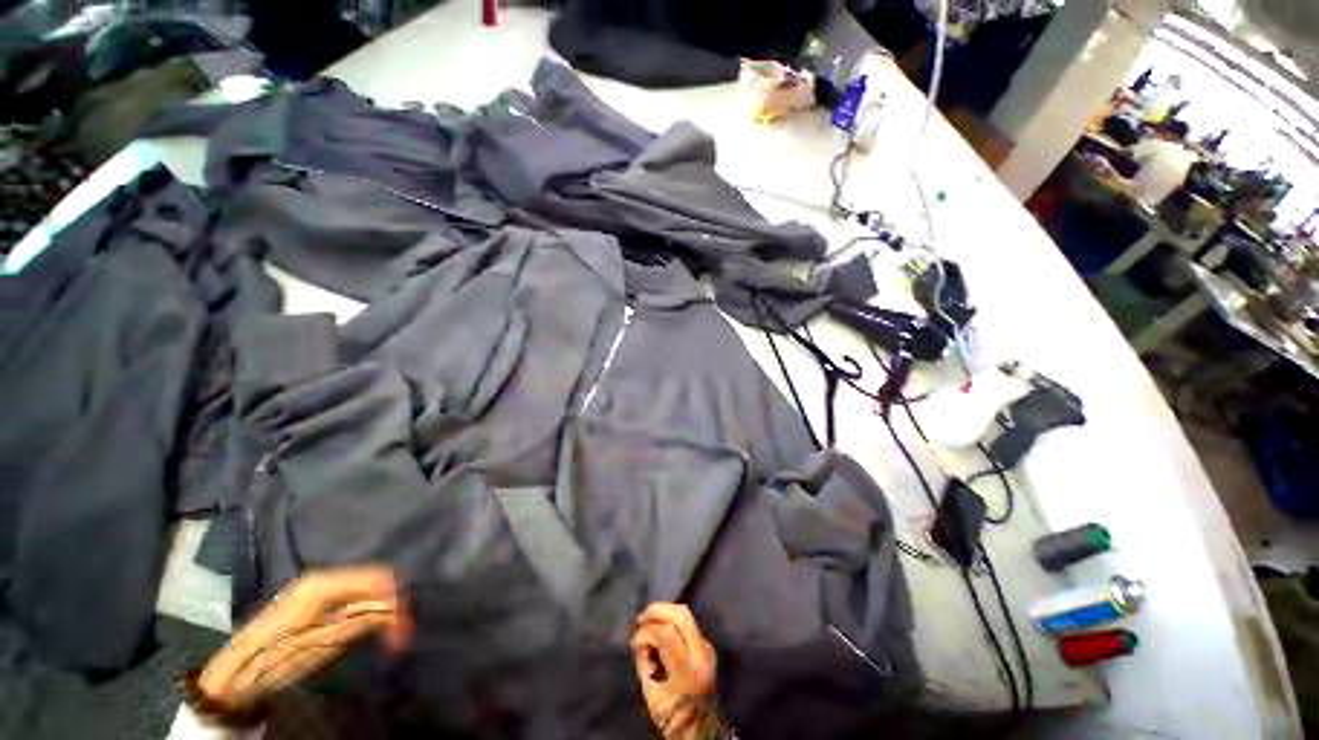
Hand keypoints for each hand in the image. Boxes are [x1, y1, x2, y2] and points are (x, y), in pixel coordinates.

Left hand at [197, 566, 410, 710]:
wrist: (236, 672)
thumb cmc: (277, 660)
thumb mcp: (324, 644)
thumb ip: (362, 620)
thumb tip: (397, 610)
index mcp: (324, 583)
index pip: (377, 578)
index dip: (397, 600)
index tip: (405, 628)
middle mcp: (325, 577)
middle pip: (374, 581)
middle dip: (393, 605)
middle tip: (402, 635)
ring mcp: (320, 586)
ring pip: (367, 589)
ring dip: (383, 610)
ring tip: (393, 636)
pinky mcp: (317, 600)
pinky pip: (356, 597)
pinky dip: (370, 612)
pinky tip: (375, 630)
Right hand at [631, 603, 719, 739]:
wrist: (702, 729)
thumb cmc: (672, 716)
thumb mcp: (651, 694)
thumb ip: (644, 661)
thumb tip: (639, 638)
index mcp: (688, 671)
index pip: (667, 634)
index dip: (647, 632)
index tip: (634, 641)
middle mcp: (702, 653)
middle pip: (681, 614)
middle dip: (658, 610)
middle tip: (640, 619)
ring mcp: (707, 646)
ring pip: (685, 614)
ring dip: (664, 613)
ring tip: (647, 623)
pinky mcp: (706, 644)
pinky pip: (687, 622)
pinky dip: (670, 620)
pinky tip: (658, 629)